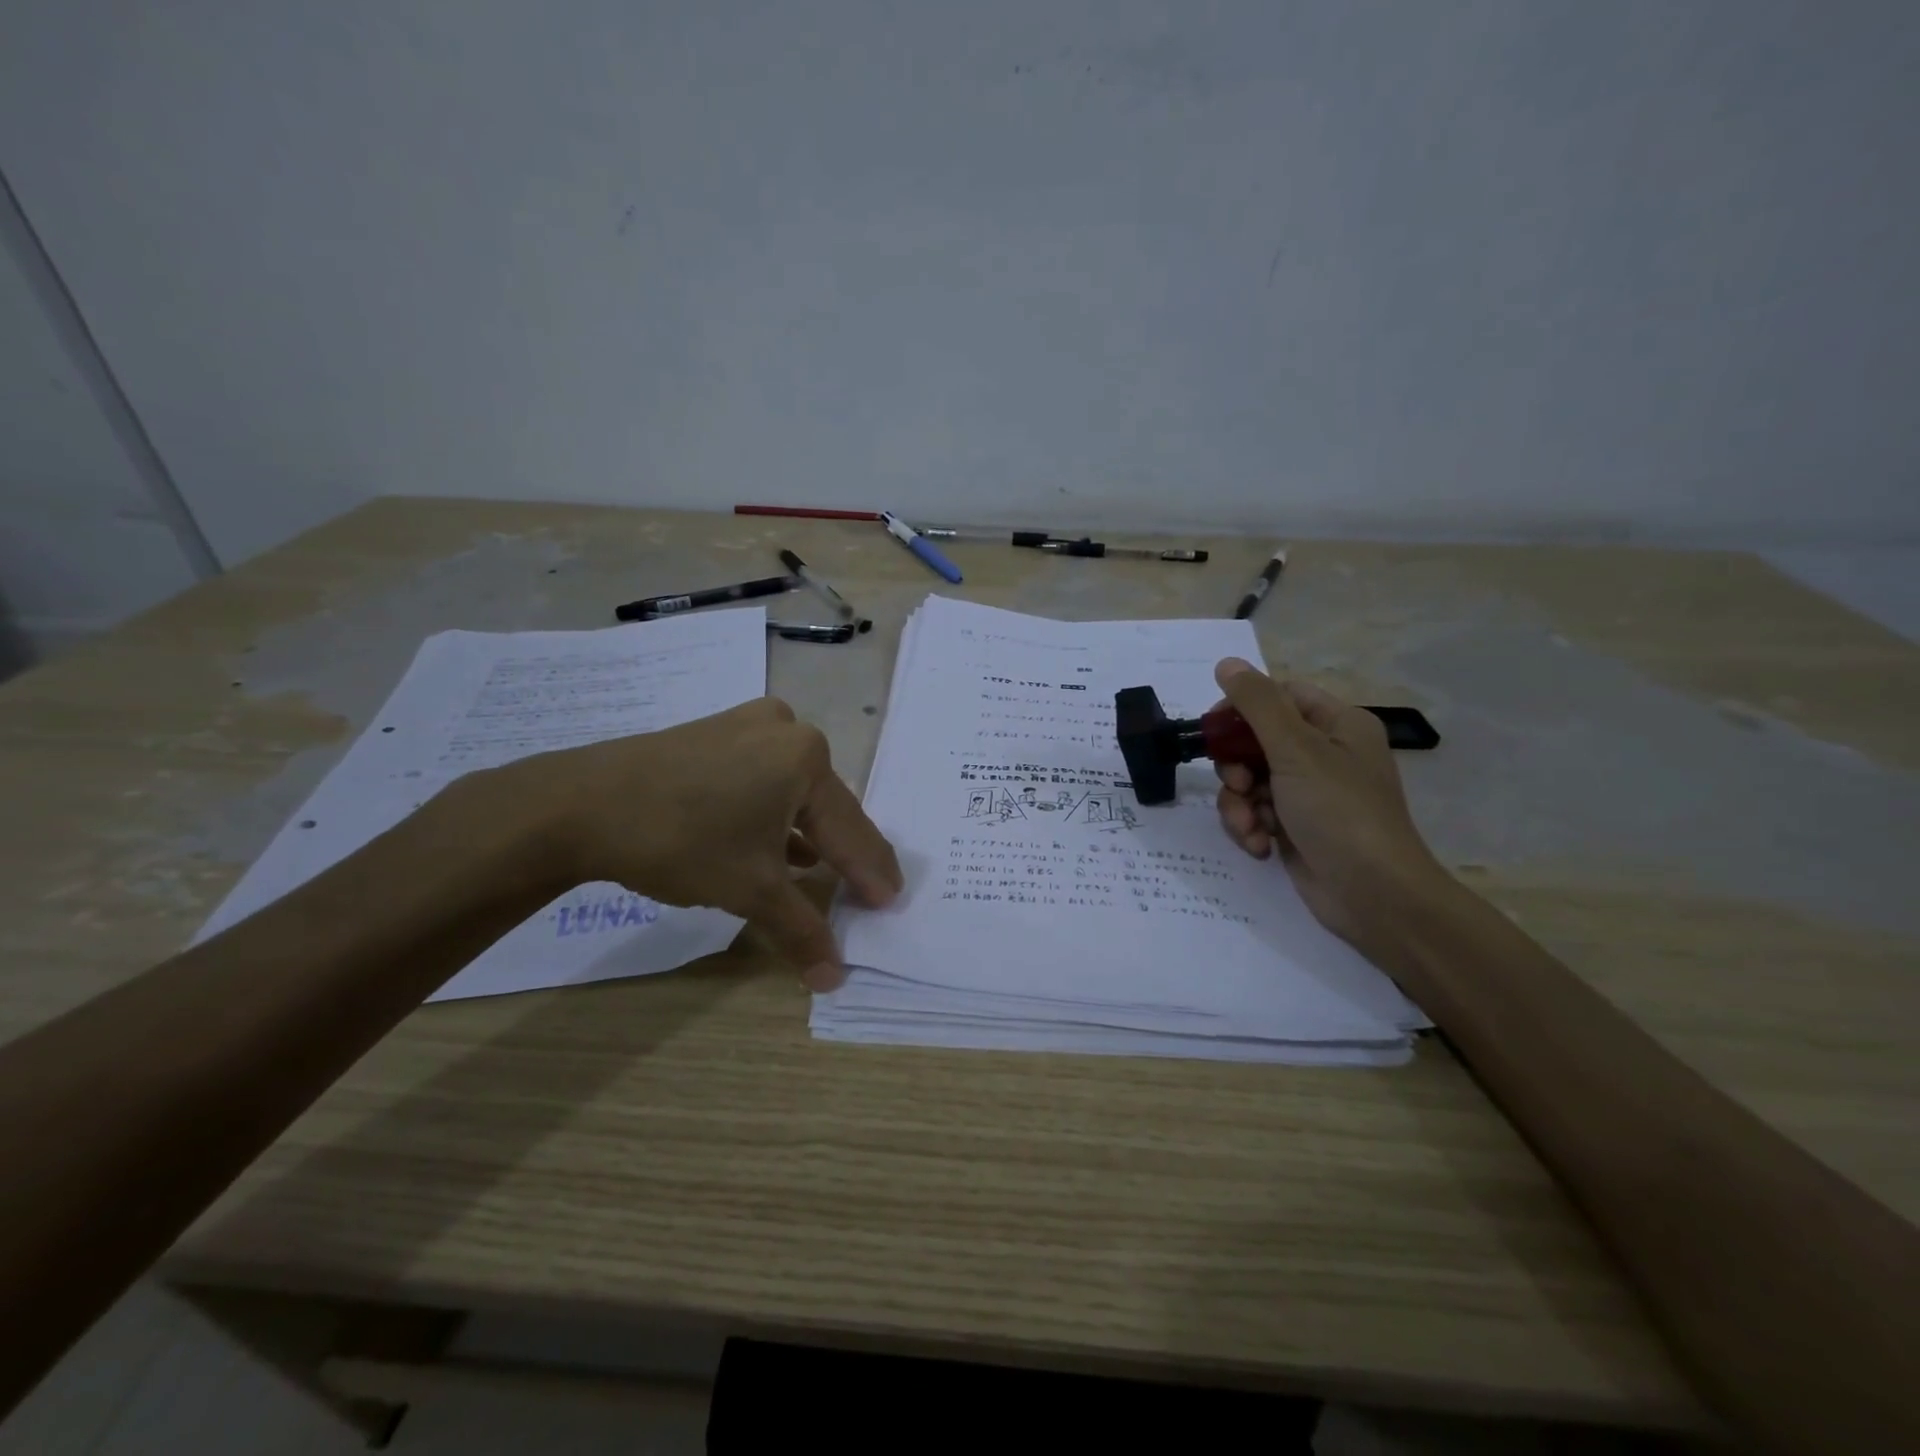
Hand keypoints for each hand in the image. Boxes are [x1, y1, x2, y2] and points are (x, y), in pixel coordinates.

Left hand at [497, 698, 901, 990]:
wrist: (580, 804)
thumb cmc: (682, 840)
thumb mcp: (750, 889)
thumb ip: (801, 929)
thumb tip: (833, 979)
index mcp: (807, 757)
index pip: (851, 829)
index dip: (872, 871)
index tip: (891, 901)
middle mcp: (786, 730)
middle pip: (825, 806)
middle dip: (843, 852)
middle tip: (865, 890)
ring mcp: (747, 726)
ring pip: (793, 792)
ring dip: (808, 834)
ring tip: (826, 872)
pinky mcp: (716, 734)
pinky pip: (762, 779)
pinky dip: (773, 815)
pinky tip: (779, 844)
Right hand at [1212, 658, 1448, 968]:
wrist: (1373, 896)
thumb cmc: (1340, 812)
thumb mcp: (1296, 750)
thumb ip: (1257, 704)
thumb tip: (1227, 662)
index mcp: (1337, 725)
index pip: (1279, 696)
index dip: (1241, 708)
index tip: (1212, 729)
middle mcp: (1324, 754)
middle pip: (1256, 740)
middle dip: (1237, 766)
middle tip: (1238, 783)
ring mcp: (1308, 793)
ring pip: (1250, 780)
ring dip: (1239, 803)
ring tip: (1250, 826)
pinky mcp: (1294, 827)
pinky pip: (1256, 812)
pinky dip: (1250, 827)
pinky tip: (1260, 846)